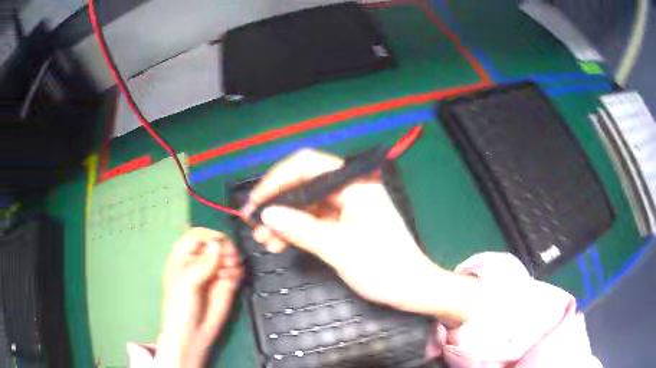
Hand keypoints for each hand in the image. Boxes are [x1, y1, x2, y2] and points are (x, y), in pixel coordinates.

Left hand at [156, 228, 242, 367]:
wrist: (193, 335)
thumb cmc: (180, 307)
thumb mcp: (186, 284)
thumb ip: (202, 264)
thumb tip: (217, 243)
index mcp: (183, 257)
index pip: (197, 235)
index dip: (210, 236)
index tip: (222, 243)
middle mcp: (199, 262)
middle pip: (215, 244)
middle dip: (225, 248)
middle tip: (230, 259)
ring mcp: (213, 274)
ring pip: (227, 256)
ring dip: (232, 259)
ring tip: (231, 271)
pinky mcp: (226, 286)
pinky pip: (235, 271)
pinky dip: (237, 270)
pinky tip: (234, 278)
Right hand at [242, 149, 480, 325]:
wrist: (411, 289)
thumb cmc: (383, 267)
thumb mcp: (338, 248)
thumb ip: (300, 228)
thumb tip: (267, 213)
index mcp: (356, 185)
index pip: (308, 166)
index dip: (277, 180)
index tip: (256, 202)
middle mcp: (351, 189)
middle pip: (305, 185)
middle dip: (278, 204)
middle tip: (255, 225)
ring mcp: (348, 206)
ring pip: (307, 204)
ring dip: (284, 220)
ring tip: (264, 240)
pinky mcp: (346, 222)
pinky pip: (315, 219)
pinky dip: (297, 230)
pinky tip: (280, 243)